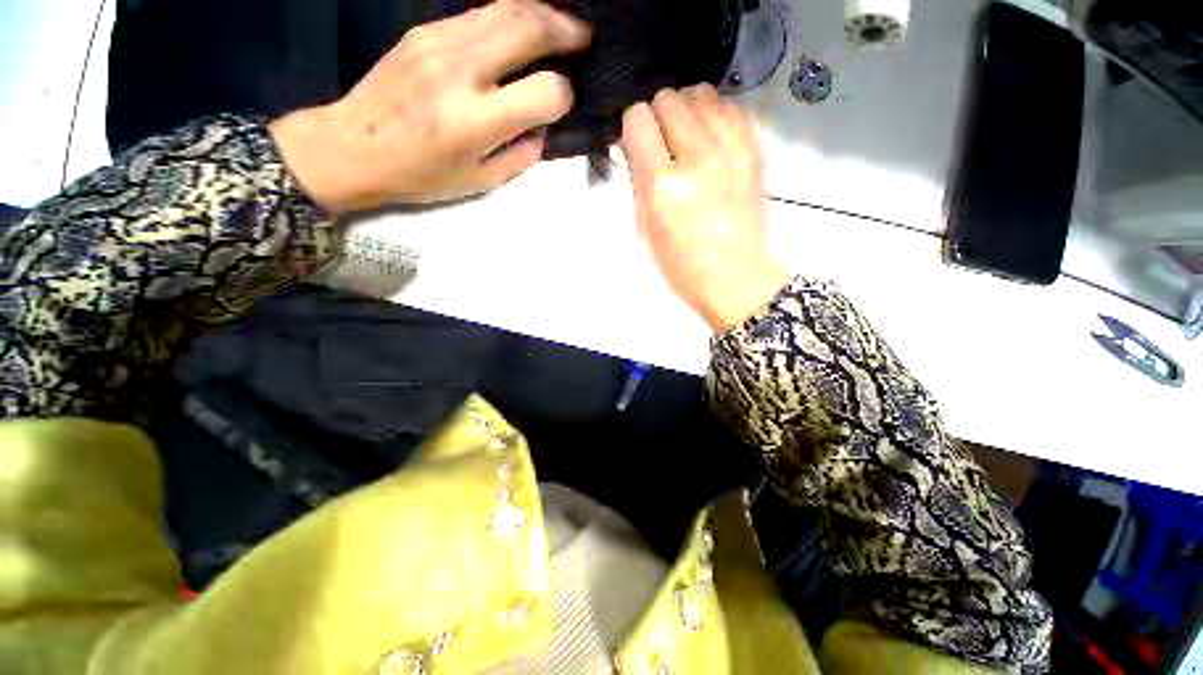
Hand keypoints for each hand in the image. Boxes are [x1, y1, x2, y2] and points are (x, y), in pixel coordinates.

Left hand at [271, 0, 590, 212]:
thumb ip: (521, 154)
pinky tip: (521, 28)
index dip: (564, 96)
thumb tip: (542, 125)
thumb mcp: (481, 181)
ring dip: (543, 13)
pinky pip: (478, 13)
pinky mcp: (424, 31)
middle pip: (529, 30)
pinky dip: (510, 16)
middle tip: (586, 39)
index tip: (564, 102)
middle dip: (567, 32)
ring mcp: (439, 43)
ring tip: (562, 26)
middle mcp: (461, 72)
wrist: (352, 146)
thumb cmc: (422, 176)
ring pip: (506, 9)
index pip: (544, 92)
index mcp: (476, 122)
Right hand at [620, 85, 789, 331]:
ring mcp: (731, 151)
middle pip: (669, 98)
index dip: (634, 128)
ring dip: (688, 111)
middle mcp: (696, 158)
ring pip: (701, 94)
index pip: (638, 118)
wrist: (734, 278)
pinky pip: (731, 107)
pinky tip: (712, 139)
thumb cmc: (681, 265)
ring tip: (688, 137)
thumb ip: (639, 182)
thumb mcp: (645, 230)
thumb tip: (637, 147)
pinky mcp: (754, 151)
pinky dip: (716, 116)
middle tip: (663, 143)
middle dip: (659, 117)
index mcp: (662, 185)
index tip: (638, 144)